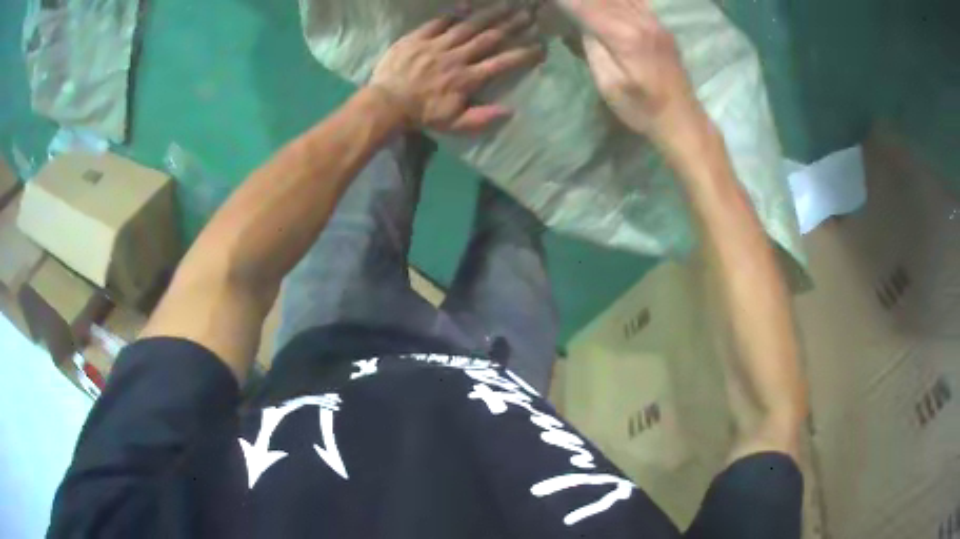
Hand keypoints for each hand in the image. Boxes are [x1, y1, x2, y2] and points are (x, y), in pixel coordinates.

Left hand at [370, 4, 544, 132]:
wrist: (386, 104)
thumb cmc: (421, 115)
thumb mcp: (454, 125)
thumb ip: (482, 118)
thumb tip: (511, 111)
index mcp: (467, 78)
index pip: (502, 63)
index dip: (523, 54)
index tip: (540, 46)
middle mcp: (457, 57)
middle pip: (489, 38)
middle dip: (512, 26)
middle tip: (529, 15)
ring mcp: (437, 45)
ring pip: (468, 26)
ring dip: (489, 15)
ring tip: (507, 5)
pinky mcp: (418, 38)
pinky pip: (438, 22)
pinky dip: (452, 14)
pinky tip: (465, 6)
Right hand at [559, 0, 703, 138]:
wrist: (681, 119)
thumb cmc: (642, 108)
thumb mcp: (608, 84)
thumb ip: (592, 49)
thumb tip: (581, 24)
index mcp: (625, 36)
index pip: (585, 6)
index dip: (565, 0)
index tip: (547, 1)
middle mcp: (641, 20)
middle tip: (561, 2)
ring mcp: (654, 21)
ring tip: (581, 3)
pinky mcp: (660, 25)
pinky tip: (606, 2)